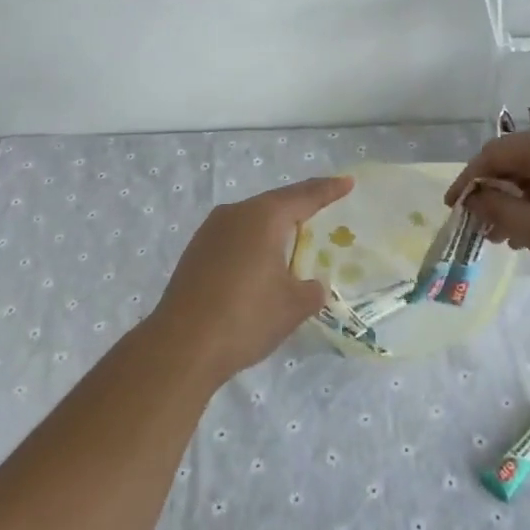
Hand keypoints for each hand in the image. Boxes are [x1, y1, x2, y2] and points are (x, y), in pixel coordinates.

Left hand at [148, 177, 350, 384]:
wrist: (181, 346)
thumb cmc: (245, 318)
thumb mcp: (293, 306)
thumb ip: (311, 289)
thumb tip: (313, 285)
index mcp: (263, 217)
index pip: (304, 196)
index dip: (329, 190)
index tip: (347, 182)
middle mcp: (235, 214)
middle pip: (276, 203)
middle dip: (301, 206)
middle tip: (325, 209)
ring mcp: (210, 231)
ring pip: (252, 220)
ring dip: (274, 227)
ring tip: (295, 237)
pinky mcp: (195, 252)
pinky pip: (235, 237)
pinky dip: (254, 242)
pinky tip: (261, 262)